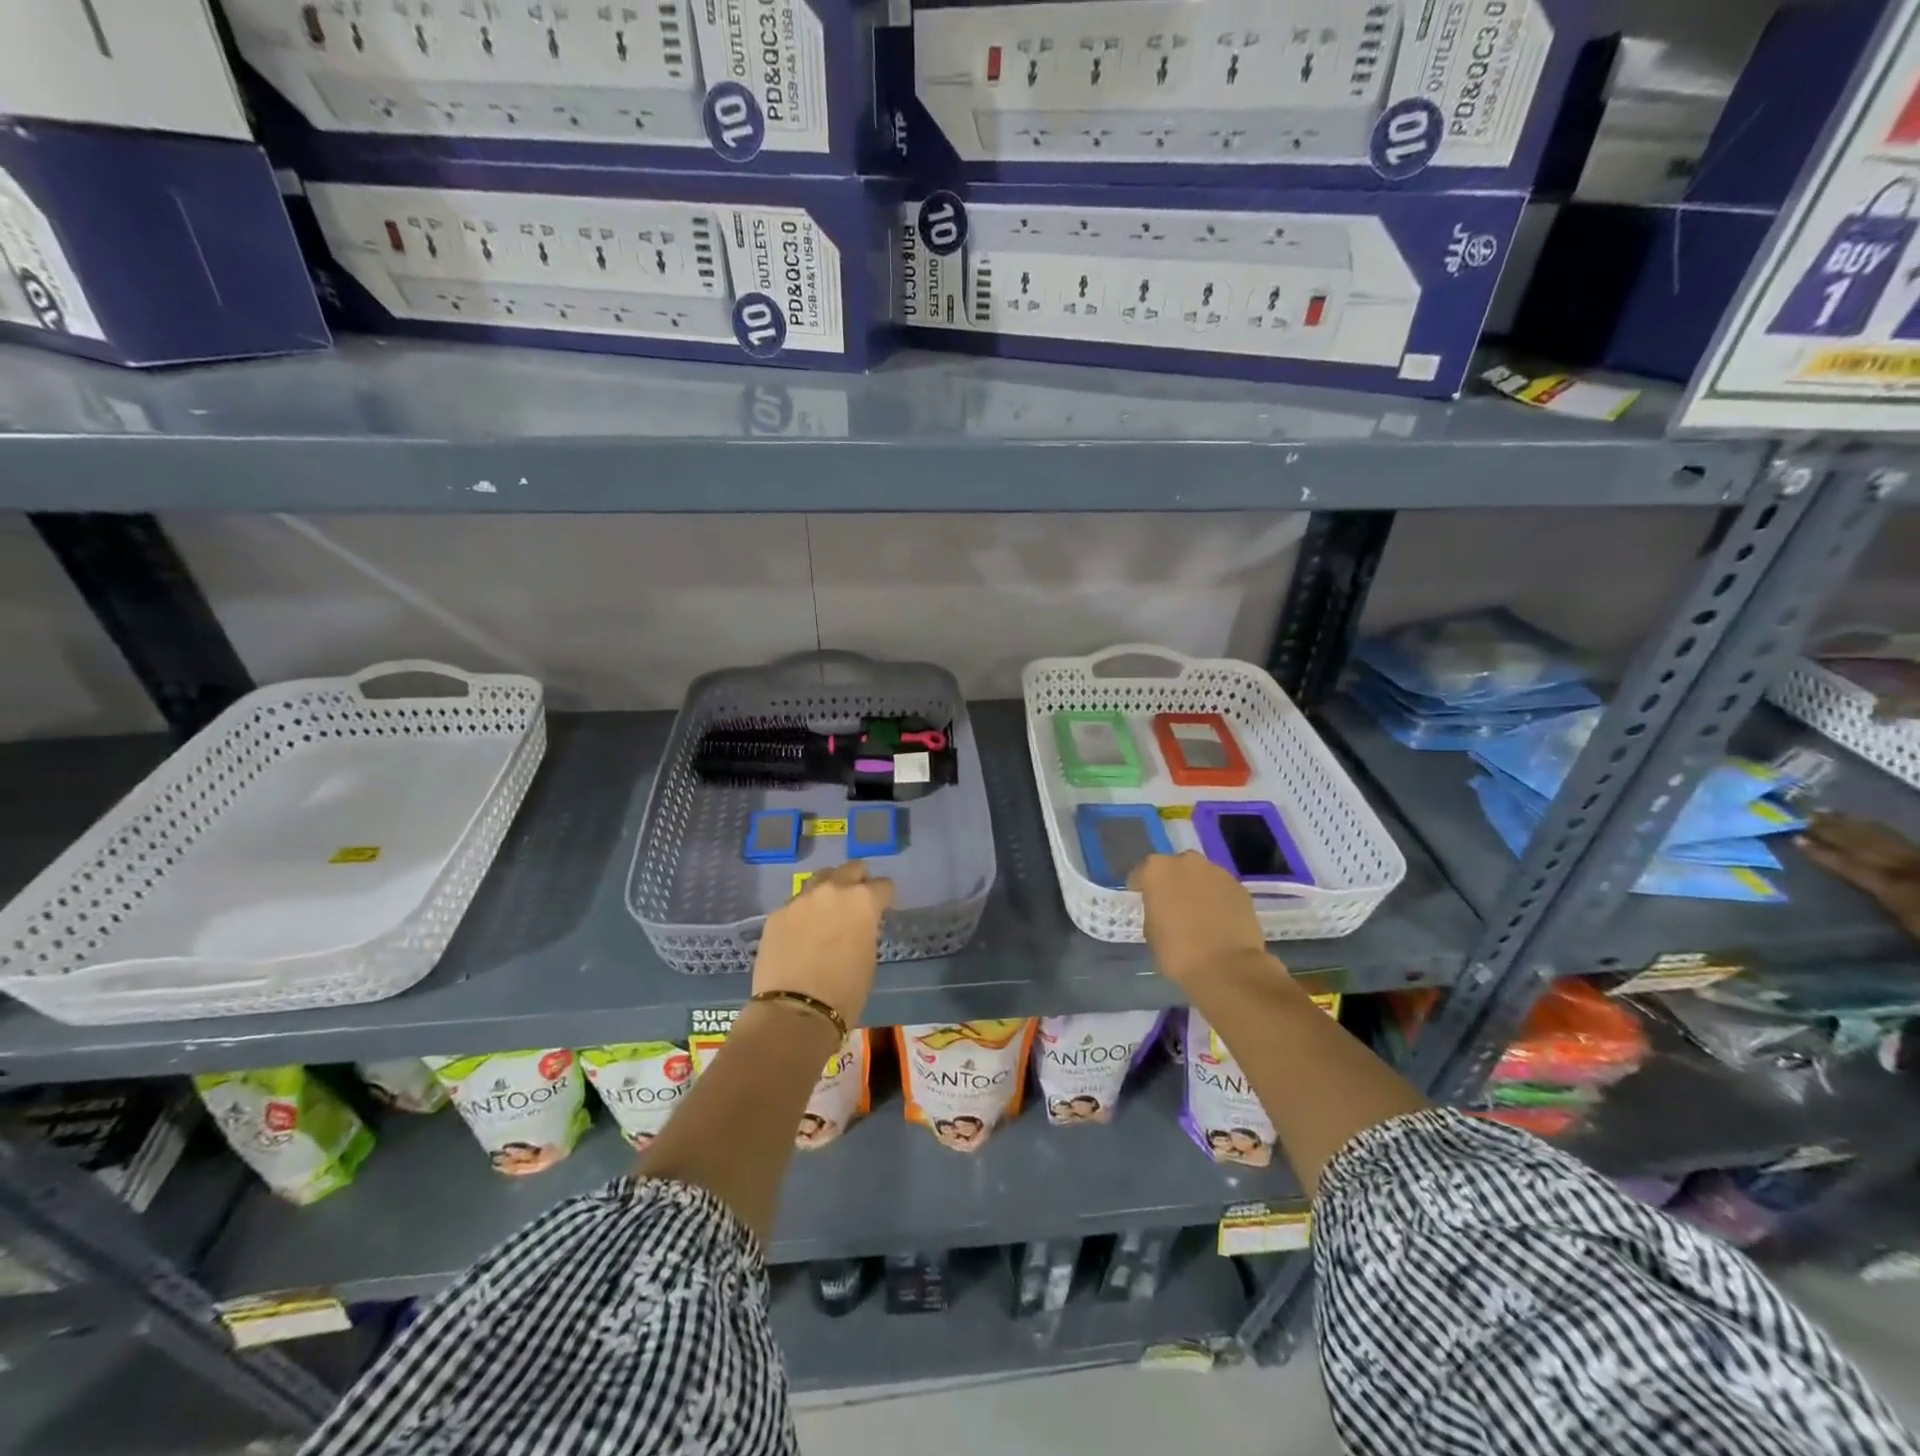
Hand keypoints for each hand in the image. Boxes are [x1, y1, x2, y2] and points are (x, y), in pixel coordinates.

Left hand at [752, 862, 894, 1026]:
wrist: (795, 1010)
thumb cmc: (845, 991)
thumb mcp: (868, 957)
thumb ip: (866, 928)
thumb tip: (859, 923)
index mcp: (863, 900)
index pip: (883, 885)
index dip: (884, 898)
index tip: (882, 909)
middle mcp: (833, 890)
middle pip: (851, 869)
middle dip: (857, 881)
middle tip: (855, 902)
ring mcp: (802, 898)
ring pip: (820, 879)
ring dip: (828, 889)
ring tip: (826, 911)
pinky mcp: (778, 912)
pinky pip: (796, 902)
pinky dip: (804, 911)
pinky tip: (801, 931)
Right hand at [1129, 851, 1277, 992]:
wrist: (1227, 968)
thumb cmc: (1178, 952)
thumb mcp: (1150, 932)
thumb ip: (1154, 911)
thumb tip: (1163, 910)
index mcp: (1157, 870)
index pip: (1141, 873)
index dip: (1141, 887)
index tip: (1142, 900)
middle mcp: (1187, 862)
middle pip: (1174, 868)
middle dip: (1172, 883)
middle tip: (1172, 905)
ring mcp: (1217, 872)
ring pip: (1200, 876)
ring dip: (1196, 889)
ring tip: (1198, 914)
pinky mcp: (1240, 888)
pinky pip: (1221, 889)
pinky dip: (1217, 899)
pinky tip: (1218, 920)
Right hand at [1798, 813, 1919, 938]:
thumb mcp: (1912, 926)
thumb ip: (1892, 901)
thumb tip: (1872, 883)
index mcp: (1895, 887)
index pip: (1850, 865)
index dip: (1823, 852)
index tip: (1795, 838)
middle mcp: (1910, 870)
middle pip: (1869, 845)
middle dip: (1838, 829)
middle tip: (1811, 813)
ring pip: (1890, 840)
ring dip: (1860, 826)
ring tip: (1834, 813)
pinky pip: (1908, 845)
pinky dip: (1889, 835)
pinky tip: (1878, 829)